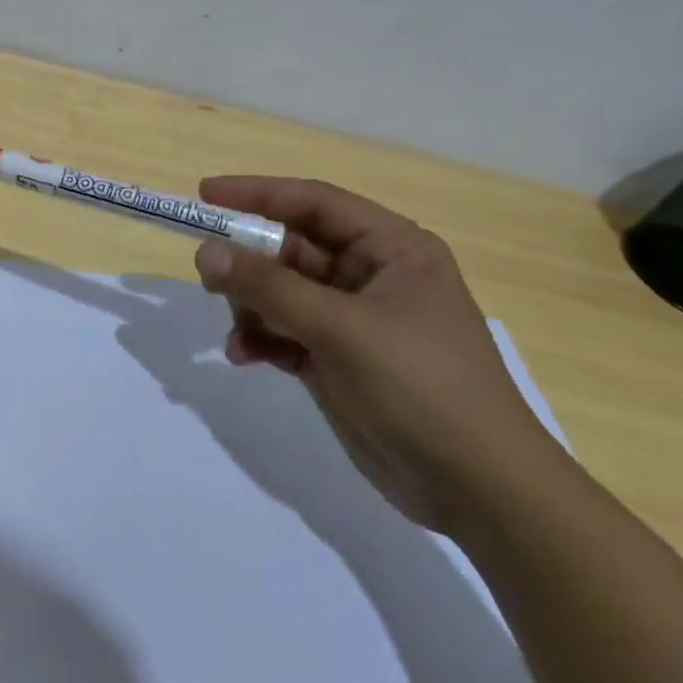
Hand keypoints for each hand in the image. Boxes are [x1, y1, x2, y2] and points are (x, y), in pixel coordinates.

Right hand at [191, 177, 563, 532]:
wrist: (478, 490)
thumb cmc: (421, 386)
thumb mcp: (340, 328)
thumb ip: (268, 287)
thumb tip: (205, 251)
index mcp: (391, 249)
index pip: (313, 202)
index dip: (257, 193)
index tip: (204, 195)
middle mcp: (371, 275)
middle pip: (291, 247)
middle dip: (248, 261)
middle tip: (207, 276)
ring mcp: (353, 319)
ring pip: (281, 290)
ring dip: (251, 306)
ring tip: (237, 331)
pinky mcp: (338, 358)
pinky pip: (283, 330)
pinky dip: (260, 338)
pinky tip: (245, 357)